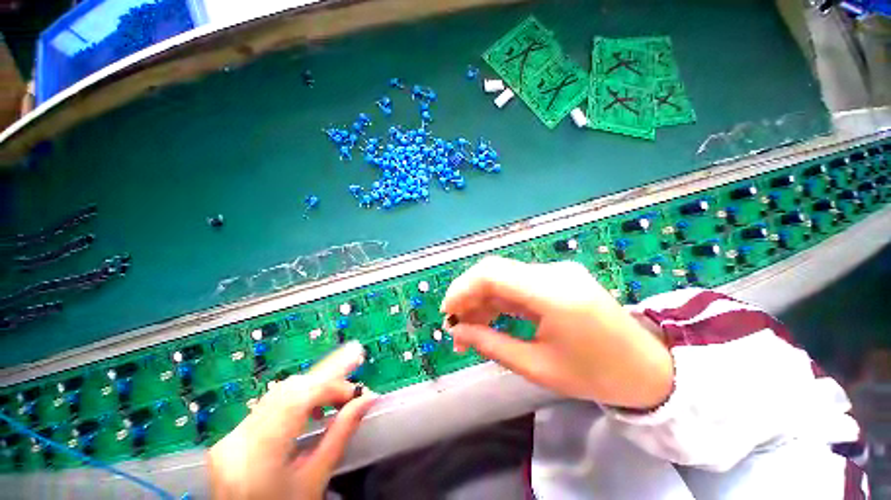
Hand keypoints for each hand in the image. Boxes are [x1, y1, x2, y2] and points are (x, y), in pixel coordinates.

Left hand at [208, 342, 376, 499]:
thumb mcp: (316, 480)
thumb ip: (341, 434)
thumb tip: (368, 398)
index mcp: (259, 456)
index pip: (296, 399)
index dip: (331, 381)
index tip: (358, 376)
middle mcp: (239, 439)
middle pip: (288, 390)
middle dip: (326, 380)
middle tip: (353, 386)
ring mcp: (232, 435)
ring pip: (280, 392)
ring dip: (314, 386)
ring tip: (340, 393)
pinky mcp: (234, 434)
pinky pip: (272, 402)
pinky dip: (299, 396)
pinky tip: (315, 404)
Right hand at [440, 256, 672, 408]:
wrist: (648, 368)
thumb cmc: (596, 375)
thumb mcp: (537, 367)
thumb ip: (491, 344)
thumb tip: (457, 332)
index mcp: (553, 294)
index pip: (492, 274)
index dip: (462, 289)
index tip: (448, 313)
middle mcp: (553, 273)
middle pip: (494, 270)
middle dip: (468, 295)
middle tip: (457, 325)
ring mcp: (557, 272)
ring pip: (504, 276)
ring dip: (482, 299)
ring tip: (470, 329)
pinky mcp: (557, 277)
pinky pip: (517, 283)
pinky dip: (499, 299)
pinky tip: (490, 318)